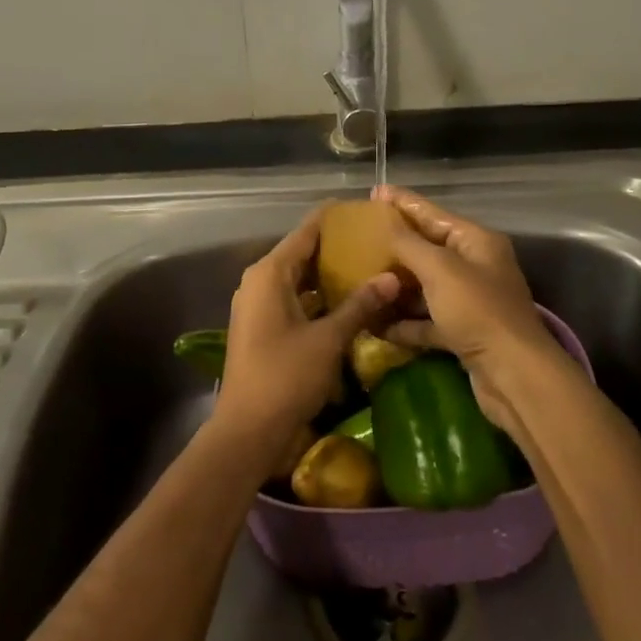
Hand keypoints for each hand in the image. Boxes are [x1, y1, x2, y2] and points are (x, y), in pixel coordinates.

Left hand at [215, 205, 399, 462]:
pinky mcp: (263, 327)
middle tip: (376, 240)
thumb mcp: (328, 339)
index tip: (363, 210)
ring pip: (299, 278)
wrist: (248, 430)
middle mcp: (259, 281)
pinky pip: (295, 299)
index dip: (333, 219)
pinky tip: (349, 301)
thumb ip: (360, 305)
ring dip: (329, 274)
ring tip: (369, 266)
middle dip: (336, 247)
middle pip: (302, 253)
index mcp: (269, 273)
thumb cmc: (285, 376)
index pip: (306, 232)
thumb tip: (392, 277)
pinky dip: (319, 297)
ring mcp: (259, 305)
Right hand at [373, 186, 567, 436]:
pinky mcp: (462, 333)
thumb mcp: (439, 269)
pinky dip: (404, 322)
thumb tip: (384, 223)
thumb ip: (408, 243)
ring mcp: (469, 301)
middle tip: (356, 239)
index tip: (373, 192)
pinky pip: (426, 320)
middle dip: (393, 246)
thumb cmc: (477, 310)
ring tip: (358, 280)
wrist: (513, 375)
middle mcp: (474, 266)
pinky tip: (374, 323)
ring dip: (395, 287)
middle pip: (427, 249)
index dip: (402, 202)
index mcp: (476, 241)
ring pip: (424, 287)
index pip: (432, 213)